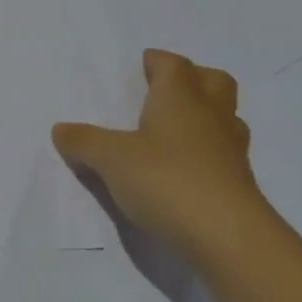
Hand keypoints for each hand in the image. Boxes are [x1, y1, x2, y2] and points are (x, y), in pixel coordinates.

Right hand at [53, 49, 281, 265]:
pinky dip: (208, 155)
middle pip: (213, 81)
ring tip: (175, 132)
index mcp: (180, 99)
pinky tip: (184, 171)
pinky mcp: (241, 186)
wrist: (229, 240)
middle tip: (165, 92)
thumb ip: (84, 142)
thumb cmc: (167, 181)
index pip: (174, 65)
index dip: (158, 62)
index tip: (142, 66)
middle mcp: (210, 116)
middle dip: (192, 79)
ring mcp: (231, 152)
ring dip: (205, 117)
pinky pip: (225, 155)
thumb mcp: (111, 160)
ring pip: (225, 118)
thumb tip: (60, 130)